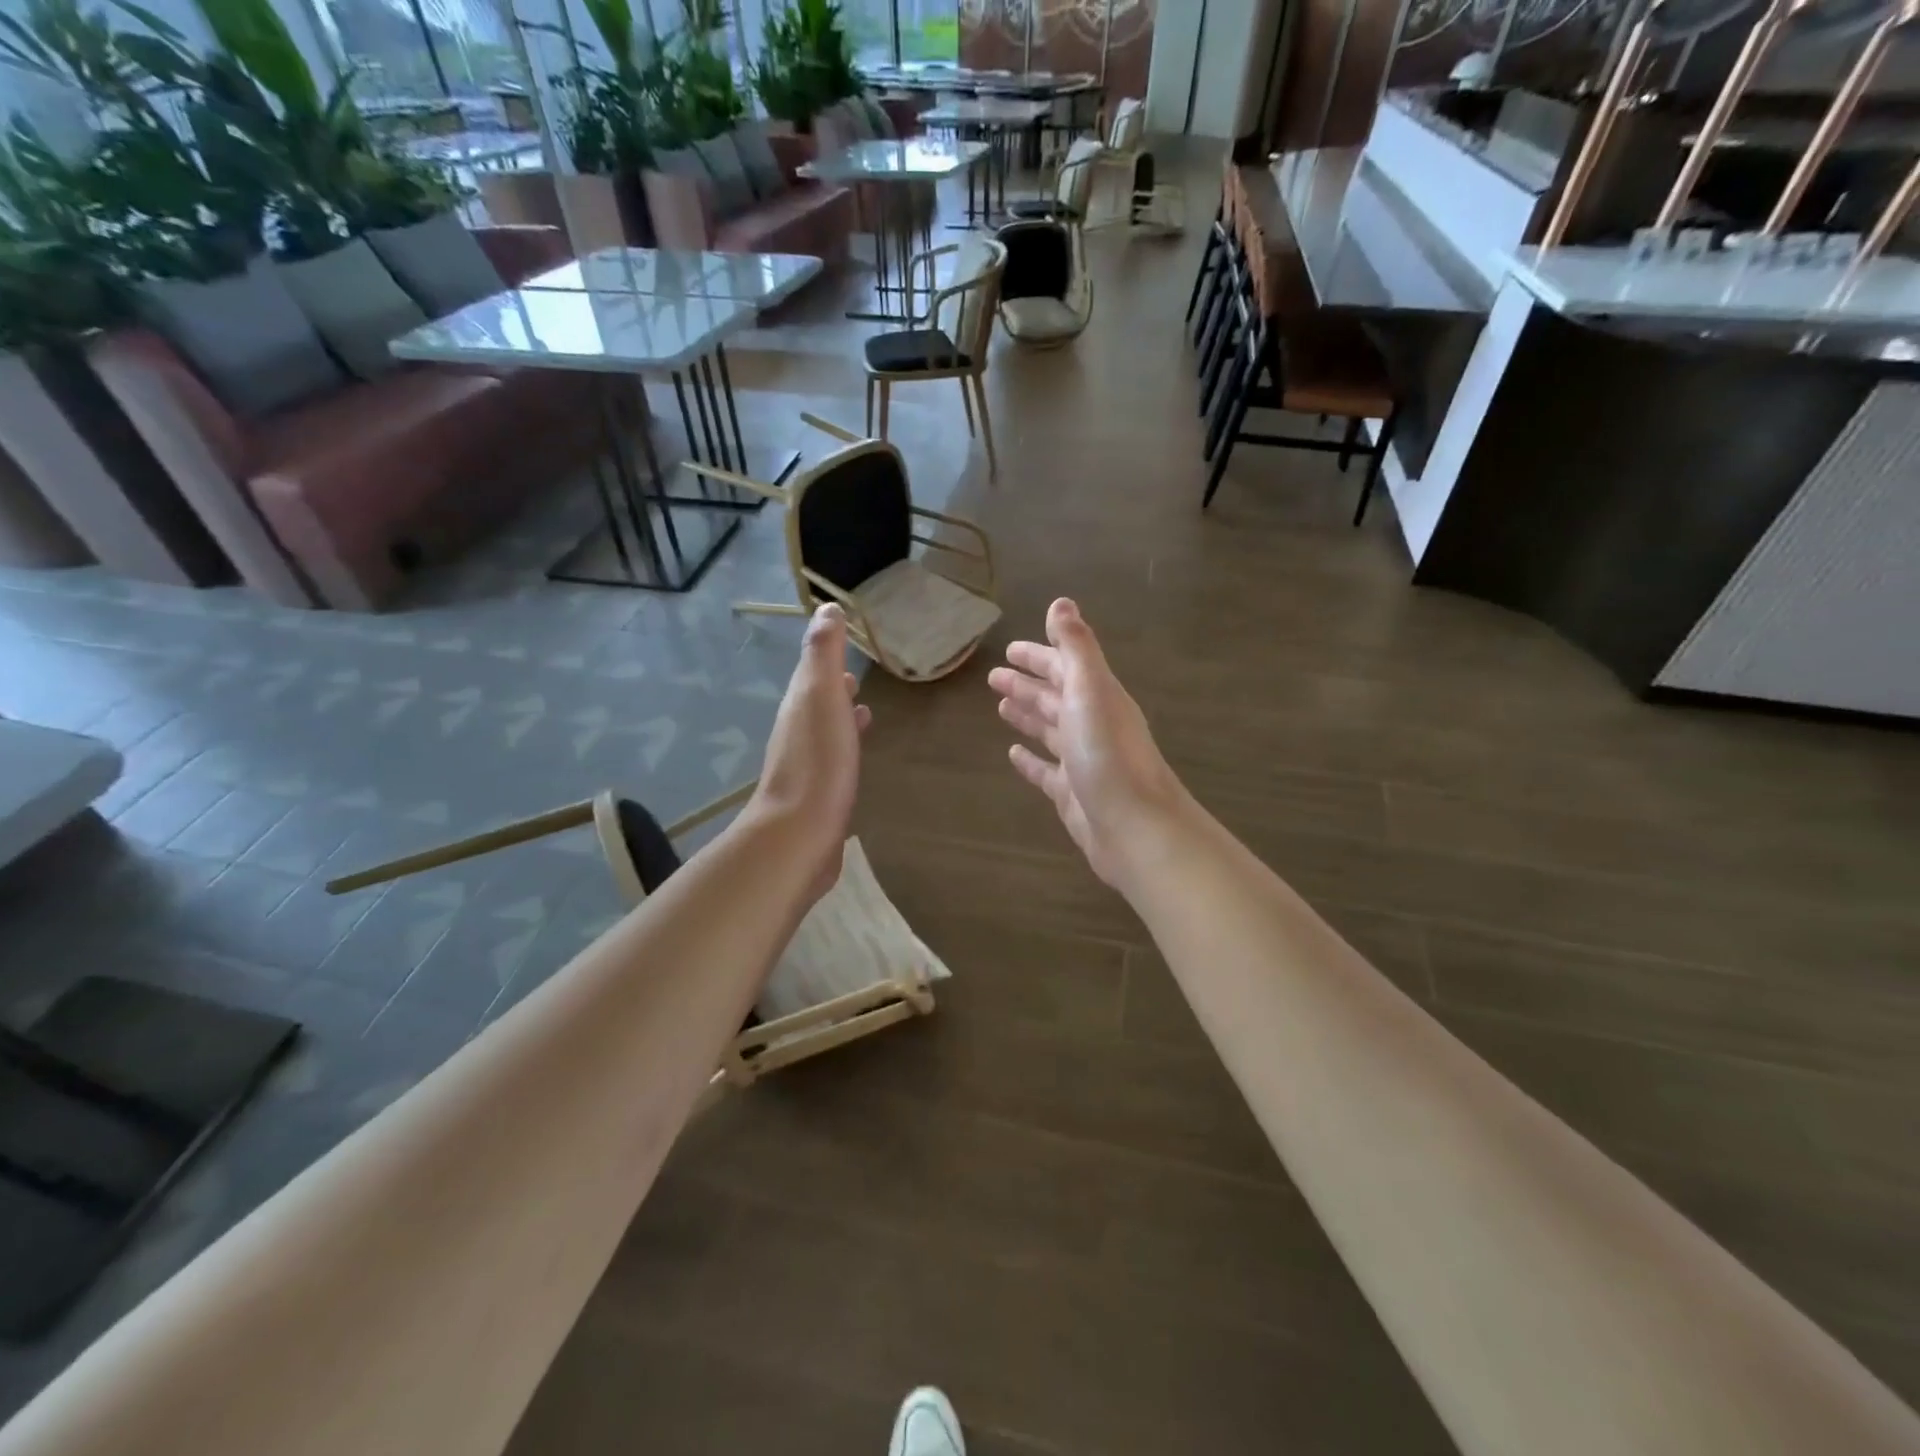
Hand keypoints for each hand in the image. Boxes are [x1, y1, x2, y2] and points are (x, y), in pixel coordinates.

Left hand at [749, 603, 871, 903]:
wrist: (799, 834)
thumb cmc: (817, 761)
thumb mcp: (820, 696)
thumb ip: (824, 654)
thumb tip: (826, 608)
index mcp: (799, 704)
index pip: (812, 670)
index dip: (826, 654)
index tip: (844, 639)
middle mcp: (798, 731)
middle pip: (816, 700)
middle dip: (834, 686)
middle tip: (856, 677)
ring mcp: (807, 764)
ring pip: (825, 730)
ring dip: (840, 716)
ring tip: (864, 711)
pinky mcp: (819, 794)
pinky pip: (834, 759)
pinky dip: (845, 747)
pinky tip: (856, 759)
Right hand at [988, 598, 1187, 892]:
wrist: (1135, 828)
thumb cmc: (1108, 755)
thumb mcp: (1091, 691)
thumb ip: (1076, 647)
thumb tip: (1061, 602)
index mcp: (1097, 697)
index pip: (1064, 667)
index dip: (1038, 656)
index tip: (1010, 649)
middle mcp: (1092, 725)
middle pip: (1055, 697)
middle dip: (1027, 684)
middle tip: (993, 677)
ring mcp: (1082, 761)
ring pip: (1050, 731)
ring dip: (1028, 716)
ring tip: (1001, 707)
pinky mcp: (1072, 794)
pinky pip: (1046, 771)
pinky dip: (1030, 760)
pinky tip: (1013, 755)